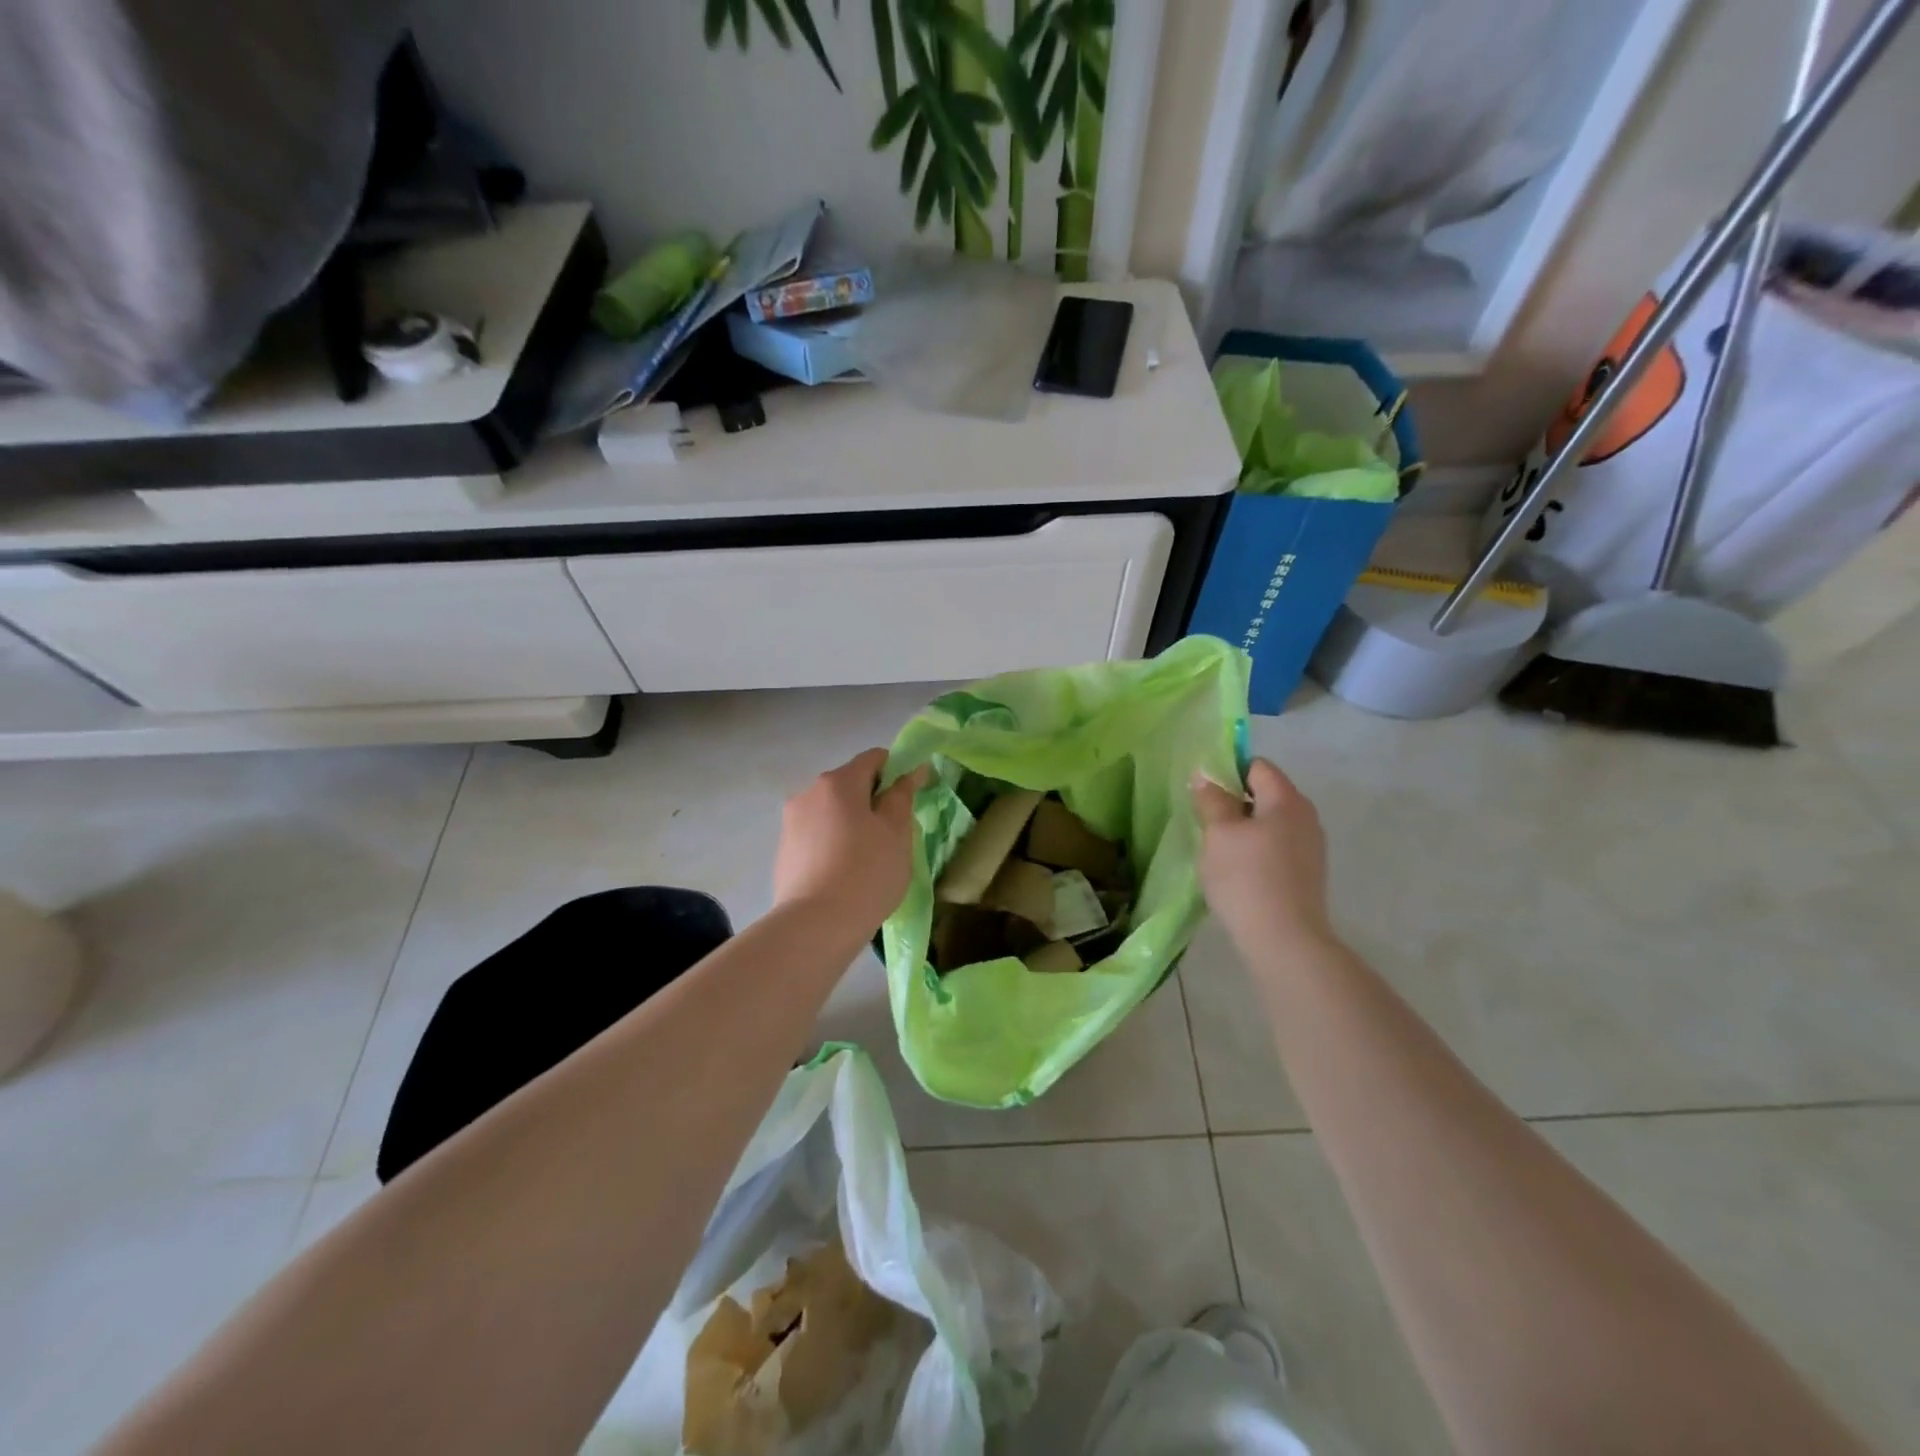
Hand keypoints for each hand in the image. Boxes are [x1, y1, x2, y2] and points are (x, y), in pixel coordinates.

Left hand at [773, 748, 928, 932]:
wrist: (815, 926)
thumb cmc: (867, 873)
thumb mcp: (897, 832)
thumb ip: (903, 795)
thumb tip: (913, 769)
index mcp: (839, 782)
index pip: (873, 758)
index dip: (896, 771)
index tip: (908, 800)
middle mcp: (809, 792)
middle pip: (849, 784)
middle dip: (872, 801)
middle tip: (892, 835)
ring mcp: (791, 822)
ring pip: (831, 811)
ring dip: (851, 823)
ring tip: (866, 859)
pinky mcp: (783, 850)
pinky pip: (816, 835)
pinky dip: (832, 843)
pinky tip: (843, 874)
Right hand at [1192, 758, 1334, 951]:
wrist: (1284, 940)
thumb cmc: (1246, 878)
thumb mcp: (1219, 833)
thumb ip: (1212, 799)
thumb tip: (1205, 775)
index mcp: (1287, 800)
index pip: (1257, 766)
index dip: (1228, 771)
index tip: (1203, 792)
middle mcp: (1306, 817)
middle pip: (1265, 794)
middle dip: (1233, 802)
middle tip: (1205, 821)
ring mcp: (1310, 847)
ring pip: (1269, 823)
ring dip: (1243, 829)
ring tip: (1217, 850)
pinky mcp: (1307, 874)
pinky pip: (1276, 848)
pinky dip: (1255, 851)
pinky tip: (1237, 873)